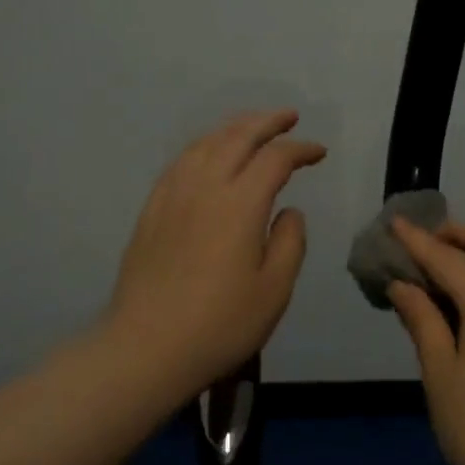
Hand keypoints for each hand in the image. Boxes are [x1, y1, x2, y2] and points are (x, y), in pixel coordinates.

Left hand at [103, 109, 326, 400]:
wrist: (146, 348)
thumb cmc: (220, 324)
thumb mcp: (274, 290)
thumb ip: (289, 242)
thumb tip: (289, 212)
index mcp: (240, 204)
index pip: (275, 158)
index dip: (300, 149)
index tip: (319, 153)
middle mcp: (204, 187)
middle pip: (236, 137)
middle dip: (266, 122)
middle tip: (289, 117)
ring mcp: (172, 196)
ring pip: (204, 144)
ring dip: (233, 129)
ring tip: (252, 128)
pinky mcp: (151, 211)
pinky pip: (180, 162)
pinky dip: (203, 147)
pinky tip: (208, 156)